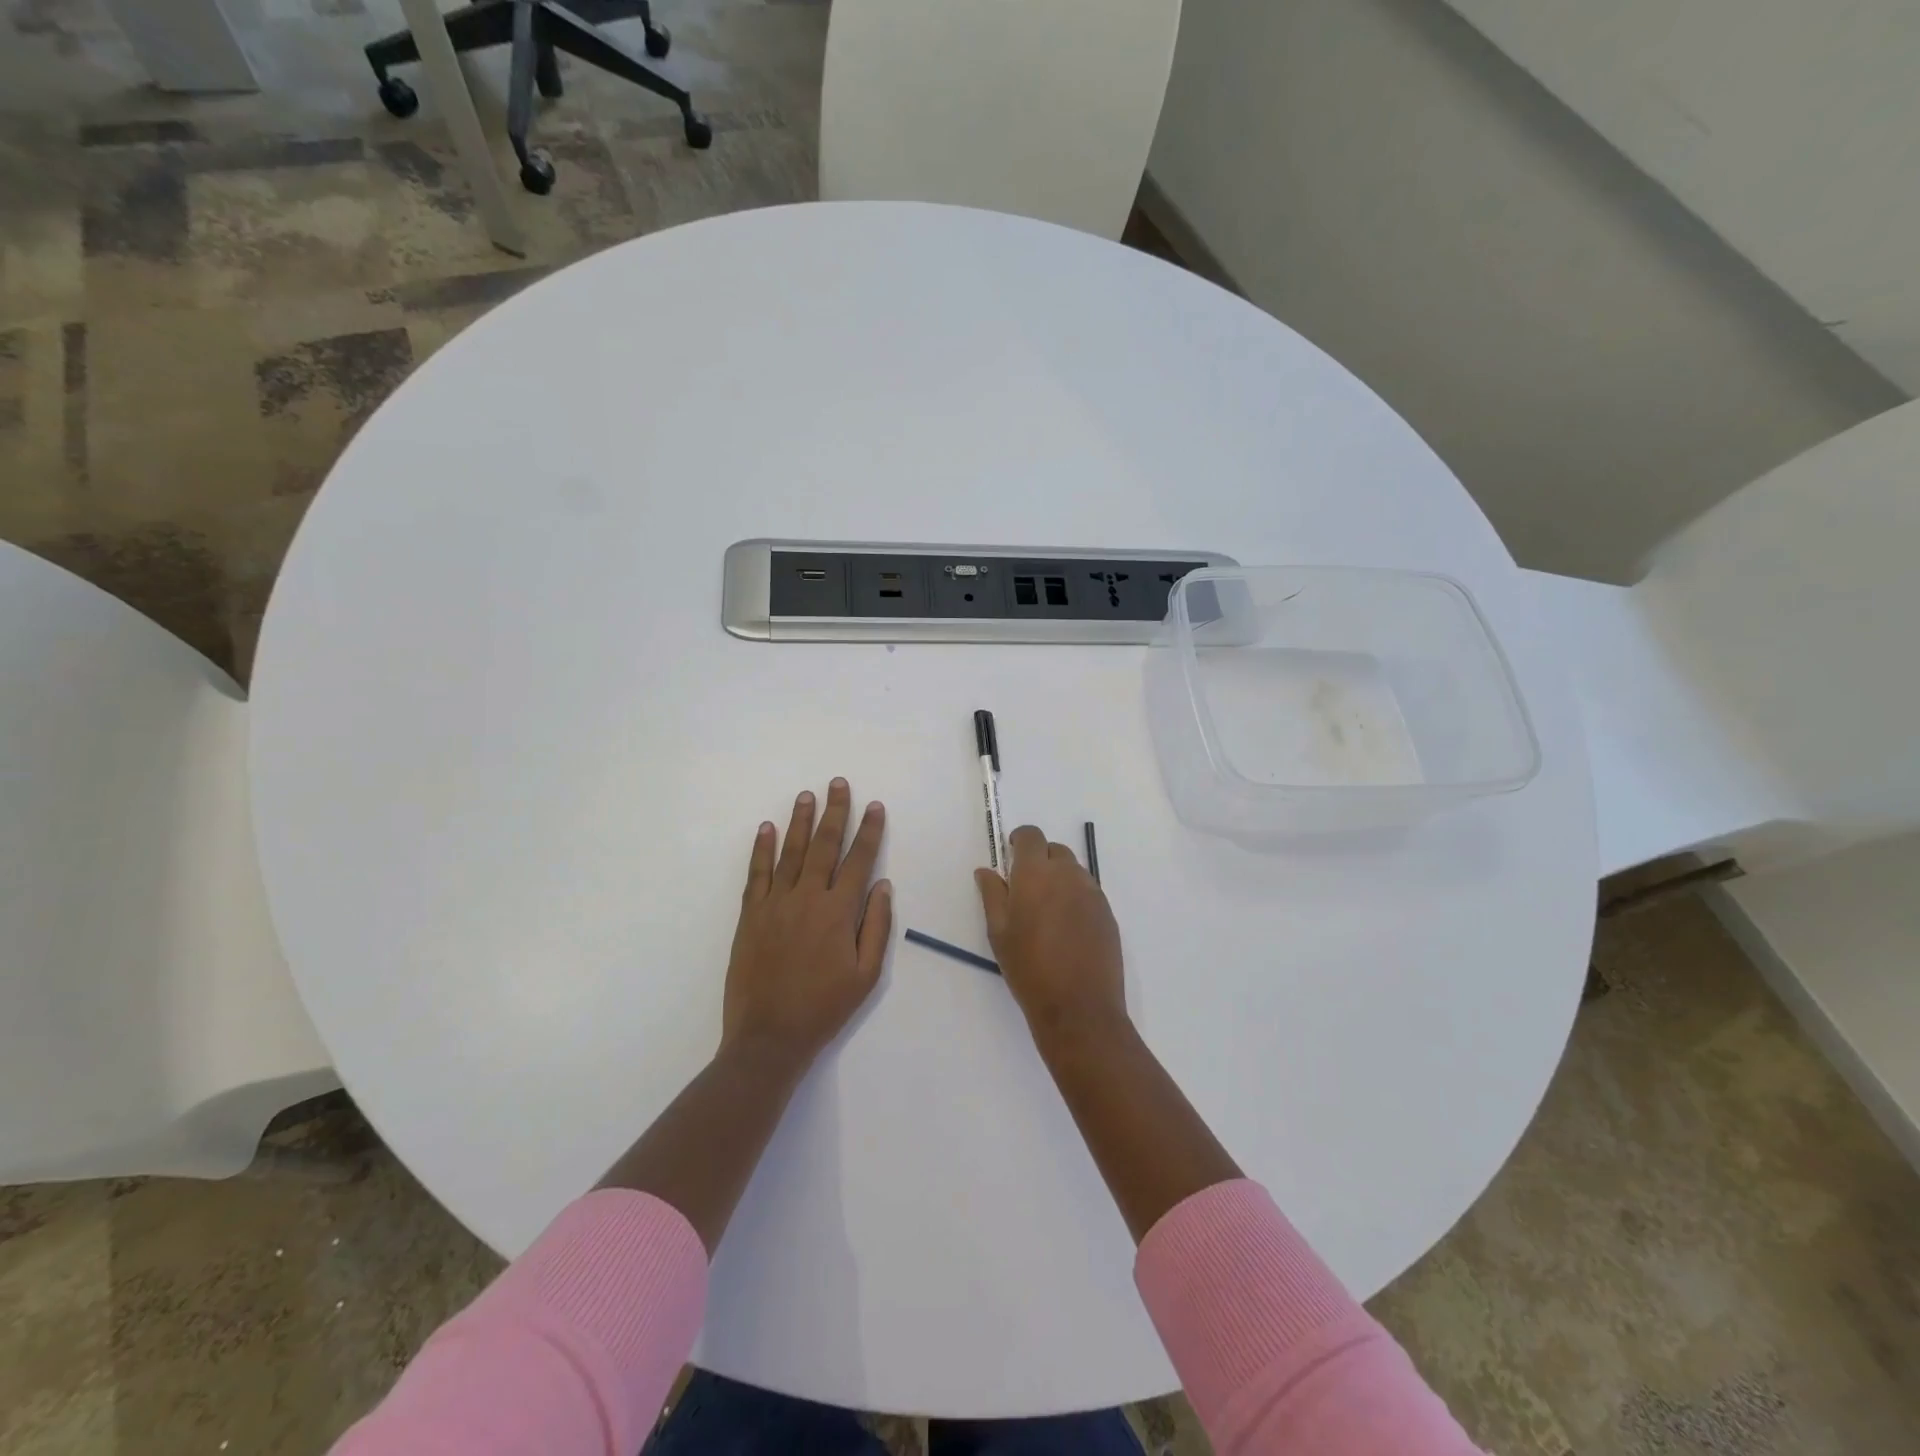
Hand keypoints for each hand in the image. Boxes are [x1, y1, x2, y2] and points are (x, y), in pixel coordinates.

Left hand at [724, 779, 891, 1067]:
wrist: (769, 1036)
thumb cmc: (824, 1007)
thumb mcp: (866, 974)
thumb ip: (876, 926)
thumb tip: (883, 885)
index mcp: (838, 912)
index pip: (859, 860)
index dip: (869, 831)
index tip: (874, 806)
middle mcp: (807, 897)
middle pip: (824, 846)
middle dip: (834, 812)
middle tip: (837, 783)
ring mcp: (775, 904)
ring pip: (790, 852)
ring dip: (800, 821)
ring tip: (806, 795)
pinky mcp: (750, 915)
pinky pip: (757, 874)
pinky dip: (761, 849)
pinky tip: (766, 828)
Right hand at [975, 824, 1125, 1046]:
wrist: (1079, 1007)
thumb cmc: (1029, 969)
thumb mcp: (999, 933)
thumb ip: (993, 895)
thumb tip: (986, 871)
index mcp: (1036, 874)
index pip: (1031, 836)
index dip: (1020, 840)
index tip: (1011, 854)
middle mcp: (1067, 874)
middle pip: (1054, 850)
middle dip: (1039, 859)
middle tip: (1025, 887)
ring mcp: (1092, 893)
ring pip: (1073, 870)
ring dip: (1058, 877)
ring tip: (1046, 910)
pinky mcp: (1107, 912)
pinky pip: (1088, 891)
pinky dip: (1075, 896)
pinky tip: (1066, 927)